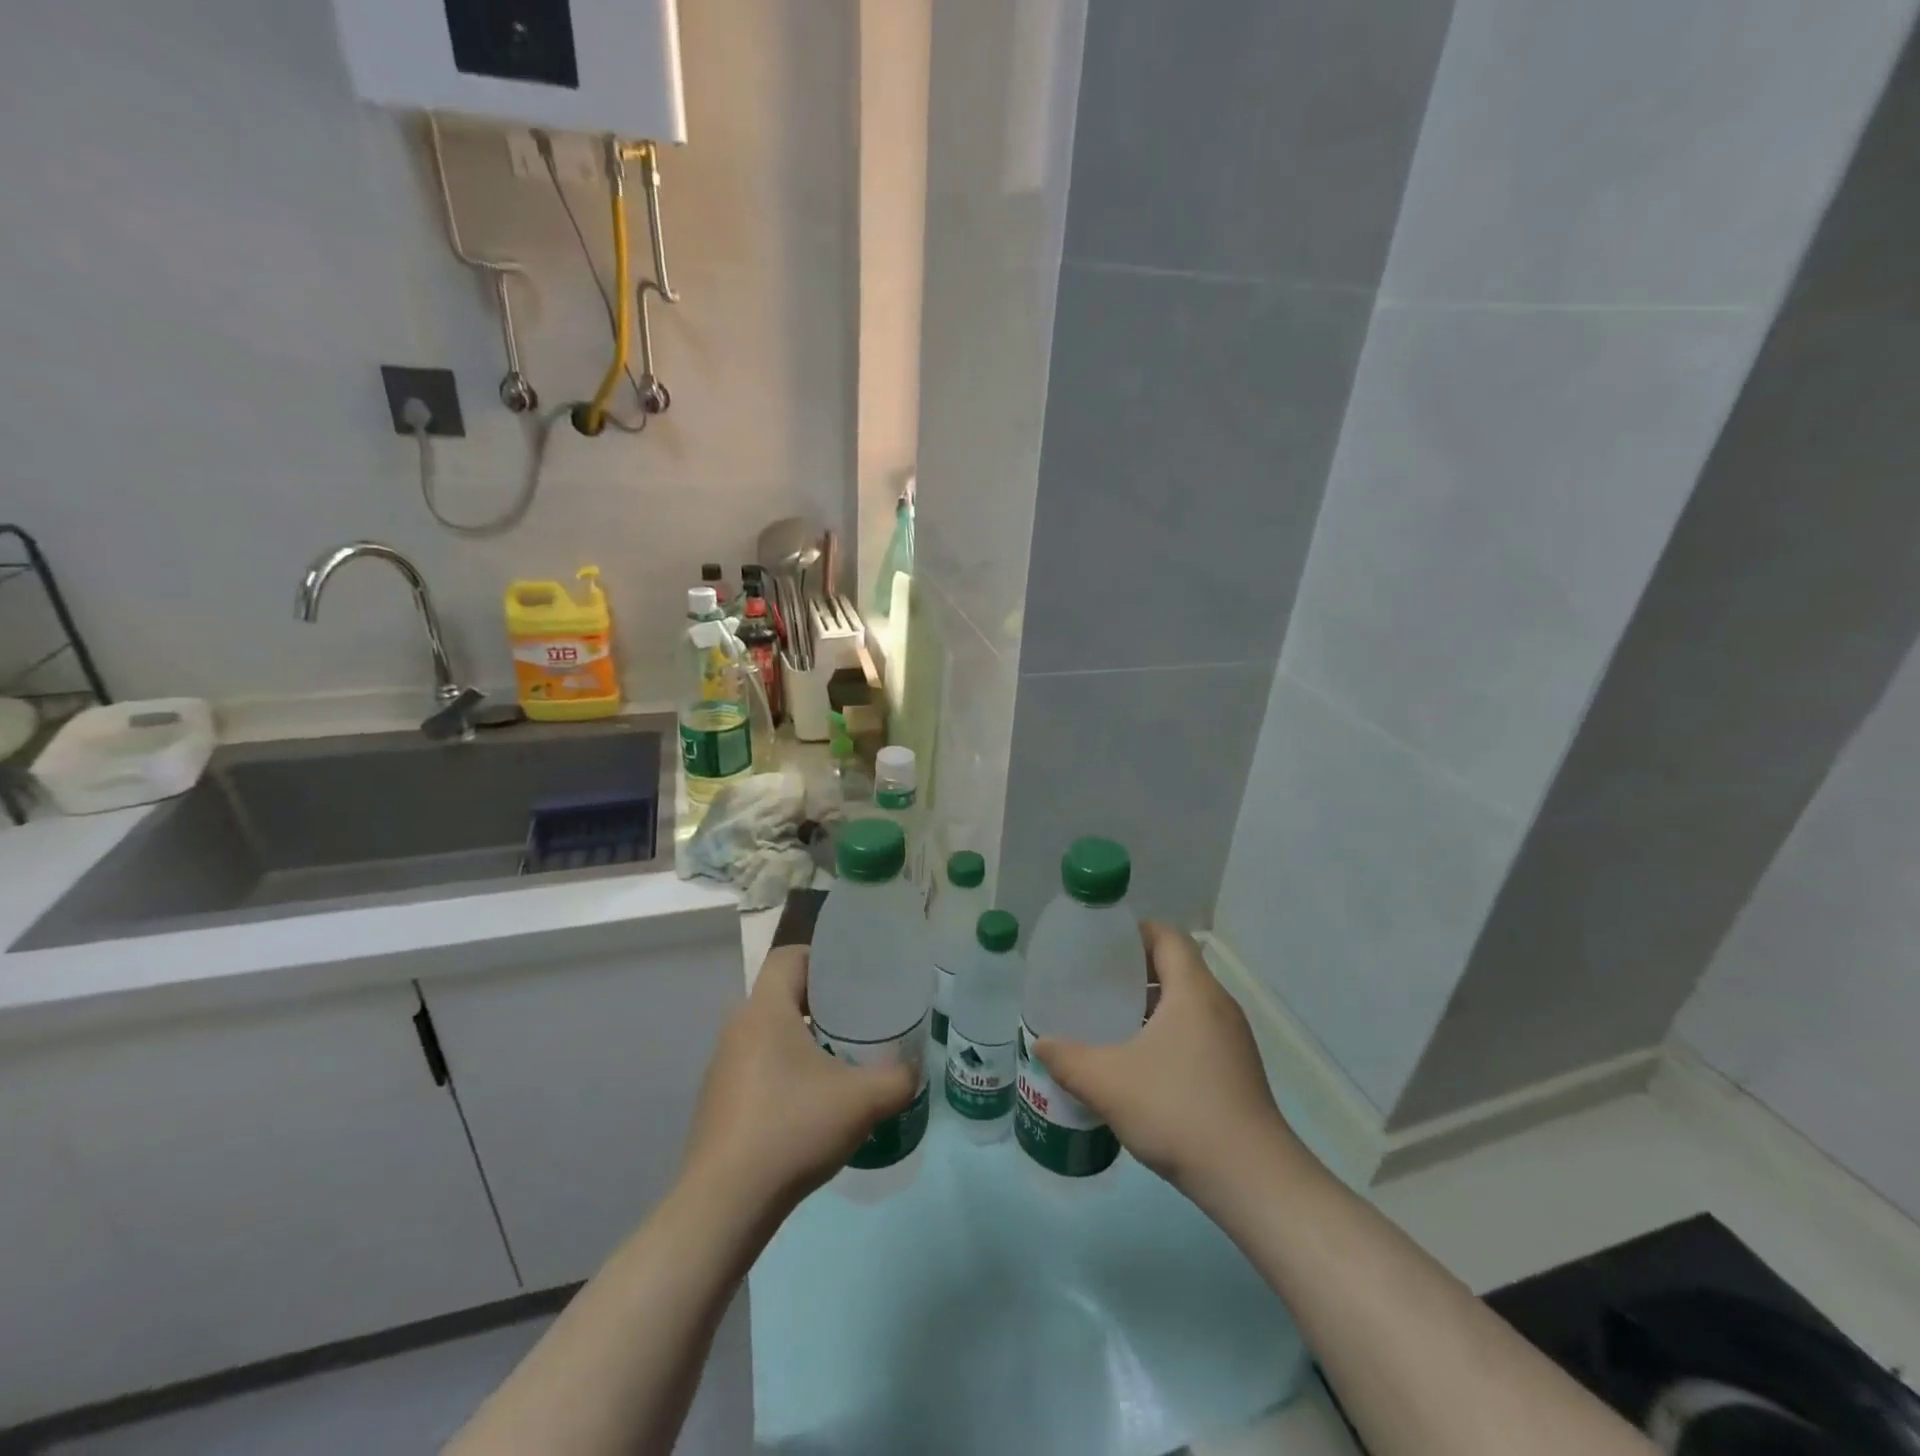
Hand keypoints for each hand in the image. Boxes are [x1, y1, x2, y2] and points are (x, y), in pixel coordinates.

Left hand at [679, 945, 918, 1216]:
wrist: (724, 1205)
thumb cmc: (792, 1129)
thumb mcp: (862, 1100)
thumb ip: (897, 1078)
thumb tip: (912, 1071)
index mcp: (765, 1010)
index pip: (788, 957)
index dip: (822, 958)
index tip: (854, 979)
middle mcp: (737, 1028)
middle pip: (782, 993)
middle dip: (821, 1001)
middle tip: (858, 1019)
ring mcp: (723, 1067)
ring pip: (769, 1032)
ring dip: (802, 1037)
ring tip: (839, 1060)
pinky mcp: (719, 1101)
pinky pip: (757, 1065)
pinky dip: (785, 1069)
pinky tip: (810, 1103)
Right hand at [1034, 923, 1304, 1199]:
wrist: (1251, 1179)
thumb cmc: (1178, 1111)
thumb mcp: (1108, 1083)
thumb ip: (1068, 1060)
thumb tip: (1041, 1044)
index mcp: (1194, 991)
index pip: (1167, 936)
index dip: (1134, 932)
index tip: (1101, 945)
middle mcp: (1218, 1005)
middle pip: (1177, 966)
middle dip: (1136, 970)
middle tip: (1096, 983)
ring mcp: (1233, 1039)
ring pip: (1187, 1002)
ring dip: (1152, 1003)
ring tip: (1112, 1020)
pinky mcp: (1237, 1068)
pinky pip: (1197, 1030)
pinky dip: (1168, 1030)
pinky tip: (1141, 1062)